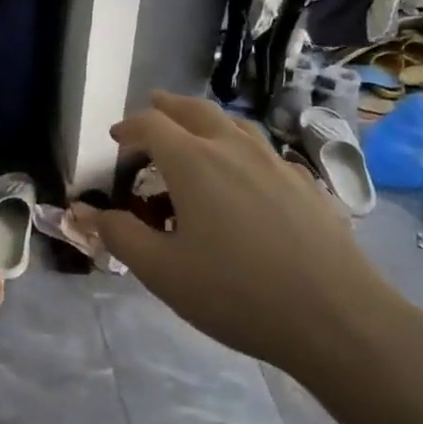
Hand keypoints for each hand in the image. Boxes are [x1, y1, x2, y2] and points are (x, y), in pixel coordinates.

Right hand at [94, 92, 406, 369]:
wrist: (336, 316)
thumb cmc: (237, 293)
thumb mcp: (163, 271)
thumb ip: (120, 235)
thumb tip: (86, 212)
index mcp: (194, 161)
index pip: (151, 124)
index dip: (128, 127)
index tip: (116, 140)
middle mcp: (233, 148)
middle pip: (194, 109)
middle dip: (166, 107)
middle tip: (151, 112)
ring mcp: (275, 161)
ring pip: (233, 124)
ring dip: (205, 121)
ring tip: (194, 135)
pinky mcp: (304, 182)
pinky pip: (262, 150)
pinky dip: (239, 147)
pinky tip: (243, 176)